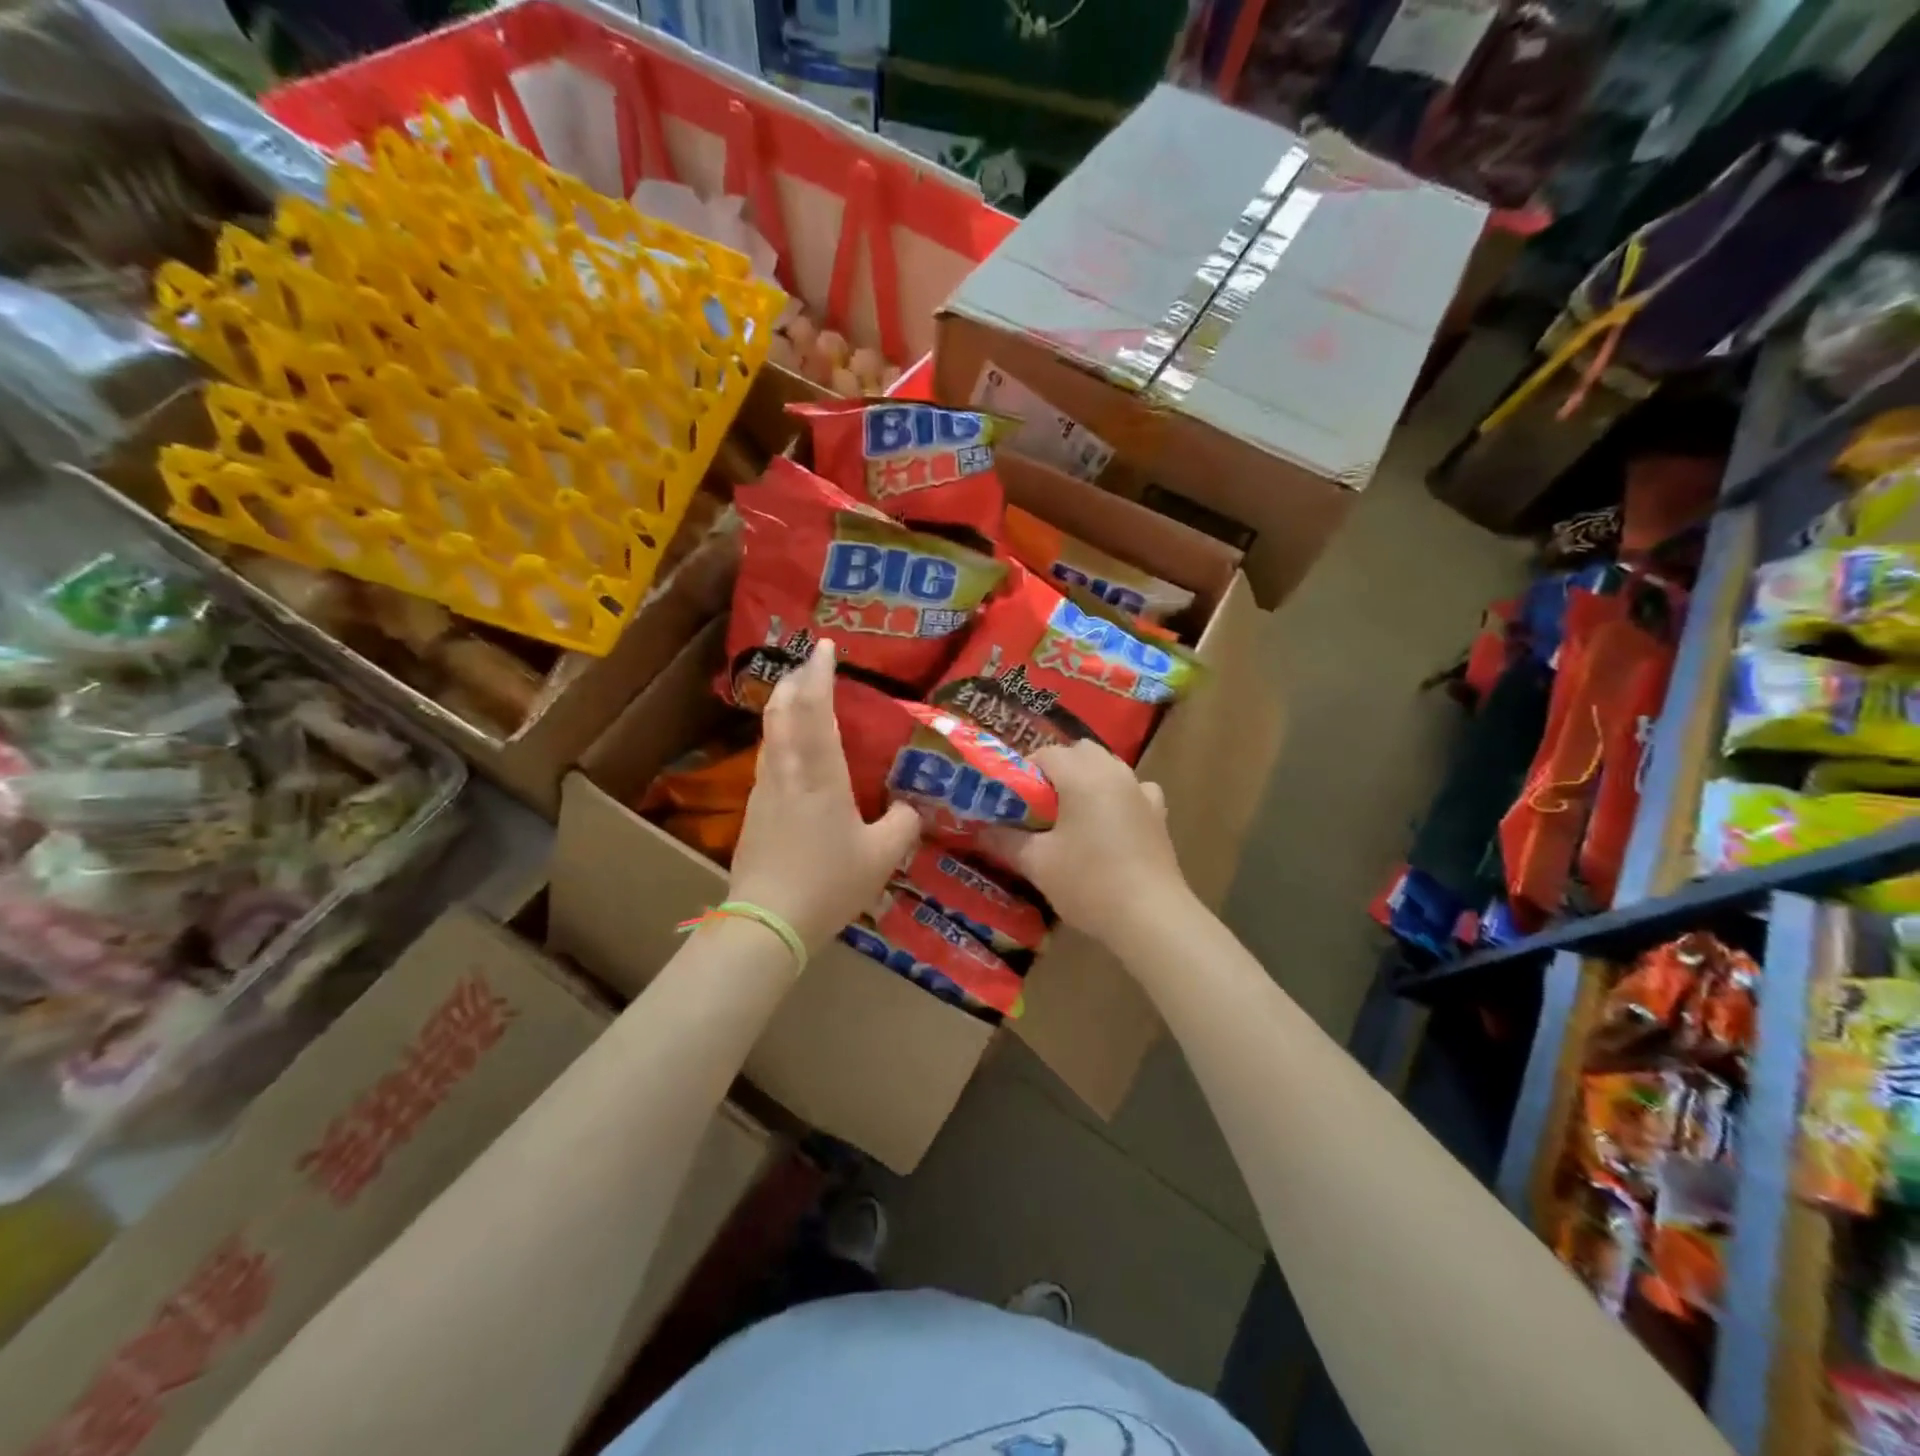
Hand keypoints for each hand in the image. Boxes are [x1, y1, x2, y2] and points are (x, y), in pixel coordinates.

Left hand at [727, 640, 921, 953]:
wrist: (766, 921)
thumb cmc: (828, 883)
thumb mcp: (882, 857)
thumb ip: (903, 824)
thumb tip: (909, 807)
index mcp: (819, 775)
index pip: (815, 710)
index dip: (820, 674)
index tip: (825, 647)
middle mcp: (786, 771)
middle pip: (782, 711)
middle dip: (797, 681)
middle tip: (813, 664)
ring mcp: (764, 790)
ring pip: (771, 734)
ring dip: (785, 707)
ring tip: (802, 699)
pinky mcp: (753, 811)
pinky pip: (769, 759)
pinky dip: (782, 738)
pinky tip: (793, 753)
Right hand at [981, 738, 1188, 940]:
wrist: (1150, 917)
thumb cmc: (1088, 883)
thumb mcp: (1037, 863)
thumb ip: (1005, 841)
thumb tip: (979, 830)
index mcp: (1082, 776)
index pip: (1046, 754)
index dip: (1024, 770)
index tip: (1011, 796)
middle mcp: (1114, 773)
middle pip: (1081, 752)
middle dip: (1058, 768)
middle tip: (1039, 802)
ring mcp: (1141, 791)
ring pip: (1109, 767)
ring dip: (1088, 778)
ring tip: (1072, 812)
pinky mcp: (1158, 814)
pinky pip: (1135, 789)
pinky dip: (1119, 795)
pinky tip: (1111, 820)